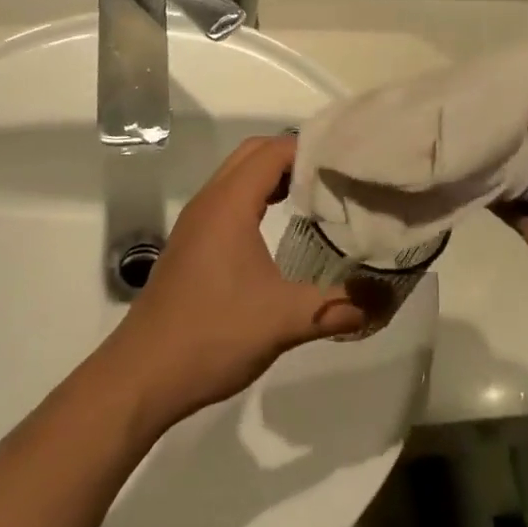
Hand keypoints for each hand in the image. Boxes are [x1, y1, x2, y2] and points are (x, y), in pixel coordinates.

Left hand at [104, 136, 366, 424]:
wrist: (141, 377)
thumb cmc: (212, 335)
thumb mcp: (284, 321)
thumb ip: (337, 307)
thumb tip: (386, 300)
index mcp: (229, 204)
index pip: (273, 151)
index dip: (311, 149)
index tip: (348, 162)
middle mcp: (210, 202)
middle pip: (254, 154)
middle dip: (294, 156)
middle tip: (336, 175)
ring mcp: (196, 223)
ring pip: (238, 177)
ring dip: (273, 176)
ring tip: (316, 194)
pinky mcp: (191, 245)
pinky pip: (228, 200)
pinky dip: (257, 197)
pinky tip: (280, 226)